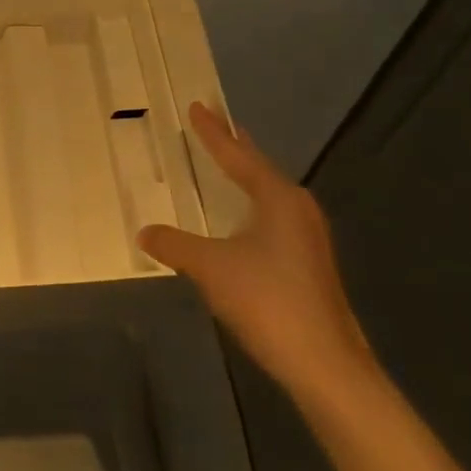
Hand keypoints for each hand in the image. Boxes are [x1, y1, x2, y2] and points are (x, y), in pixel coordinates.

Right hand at [139, 102, 376, 402]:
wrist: (325, 364)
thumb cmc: (267, 300)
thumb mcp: (210, 267)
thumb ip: (174, 245)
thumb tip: (145, 232)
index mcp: (277, 198)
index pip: (237, 155)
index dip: (213, 132)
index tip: (197, 106)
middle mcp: (297, 209)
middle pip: (258, 168)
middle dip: (235, 146)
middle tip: (216, 123)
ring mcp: (307, 237)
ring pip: (268, 193)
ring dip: (245, 176)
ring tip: (228, 160)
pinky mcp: (307, 262)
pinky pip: (271, 215)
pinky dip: (251, 203)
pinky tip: (241, 217)